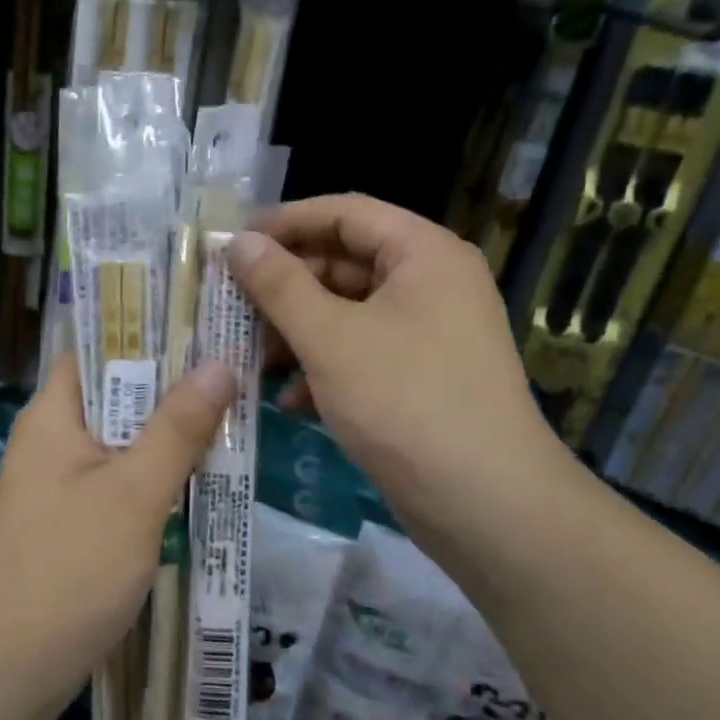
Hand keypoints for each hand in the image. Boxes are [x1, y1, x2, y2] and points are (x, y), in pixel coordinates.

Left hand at [0, 354, 235, 719]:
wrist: (7, 668)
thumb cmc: (70, 569)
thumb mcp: (135, 494)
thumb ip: (177, 428)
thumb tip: (219, 364)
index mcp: (53, 414)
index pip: (99, 349)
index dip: (149, 335)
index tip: (204, 328)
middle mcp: (51, 438)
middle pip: (116, 394)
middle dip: (171, 388)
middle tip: (234, 374)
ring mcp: (58, 482)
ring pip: (121, 440)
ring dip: (167, 435)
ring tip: (231, 418)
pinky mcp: (70, 520)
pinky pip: (117, 480)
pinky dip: (153, 476)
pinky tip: (198, 480)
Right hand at [227, 194, 573, 536]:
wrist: (488, 507)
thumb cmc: (405, 402)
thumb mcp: (329, 339)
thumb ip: (279, 285)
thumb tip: (238, 242)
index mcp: (422, 253)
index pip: (344, 213)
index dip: (284, 223)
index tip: (232, 245)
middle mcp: (431, 283)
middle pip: (344, 262)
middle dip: (285, 286)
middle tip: (231, 305)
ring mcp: (429, 332)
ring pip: (348, 312)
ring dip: (297, 331)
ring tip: (252, 357)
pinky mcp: (422, 376)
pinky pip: (362, 351)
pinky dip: (324, 367)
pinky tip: (290, 400)